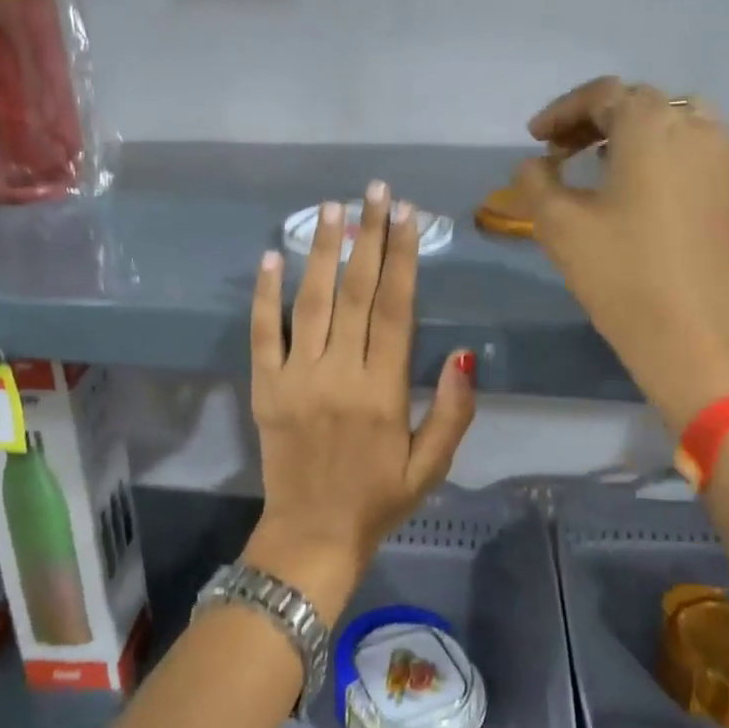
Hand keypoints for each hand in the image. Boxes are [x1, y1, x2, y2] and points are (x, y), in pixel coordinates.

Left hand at [247, 182, 476, 617]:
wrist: (313, 535)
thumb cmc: (379, 500)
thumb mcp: (432, 465)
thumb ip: (453, 410)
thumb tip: (465, 353)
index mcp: (384, 391)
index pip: (394, 309)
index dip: (402, 258)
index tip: (406, 215)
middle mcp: (340, 375)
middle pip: (354, 293)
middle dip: (367, 237)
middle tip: (374, 191)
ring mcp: (297, 379)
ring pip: (310, 302)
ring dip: (320, 251)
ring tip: (331, 208)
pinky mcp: (265, 388)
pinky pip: (263, 334)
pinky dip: (264, 295)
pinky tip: (270, 257)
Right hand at [516, 78, 728, 430]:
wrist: (694, 336)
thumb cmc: (621, 274)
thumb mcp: (560, 226)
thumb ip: (537, 183)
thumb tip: (532, 165)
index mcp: (653, 125)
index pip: (602, 95)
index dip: (562, 112)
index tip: (534, 138)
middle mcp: (695, 127)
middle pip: (638, 103)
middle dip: (592, 120)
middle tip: (558, 151)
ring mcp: (720, 158)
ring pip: (668, 123)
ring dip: (626, 135)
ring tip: (593, 165)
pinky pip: (687, 150)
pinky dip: (654, 153)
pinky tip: (629, 187)